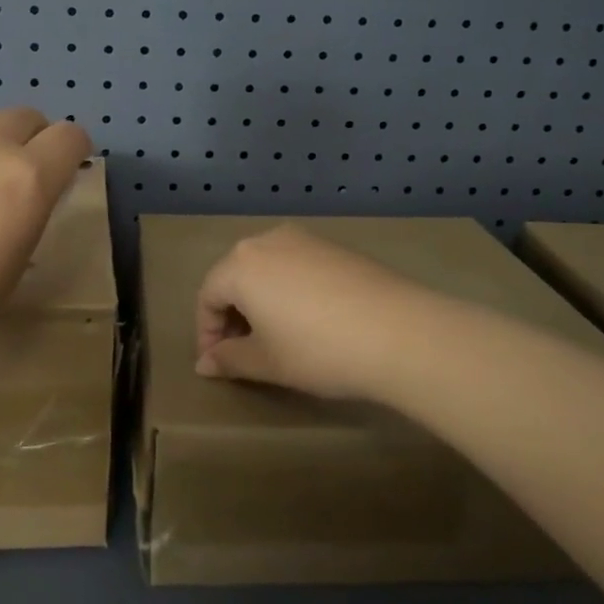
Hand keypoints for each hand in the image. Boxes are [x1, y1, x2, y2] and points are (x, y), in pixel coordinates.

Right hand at [194, 225, 438, 403]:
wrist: (399, 332)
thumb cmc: (318, 349)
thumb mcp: (267, 362)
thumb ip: (229, 359)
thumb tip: (204, 364)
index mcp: (241, 264)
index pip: (207, 295)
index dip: (207, 333)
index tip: (218, 364)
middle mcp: (267, 241)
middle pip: (235, 276)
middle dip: (232, 315)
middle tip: (243, 352)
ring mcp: (305, 239)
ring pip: (267, 269)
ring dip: (261, 302)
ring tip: (275, 337)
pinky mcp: (336, 247)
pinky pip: (297, 266)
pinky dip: (290, 290)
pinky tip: (310, 320)